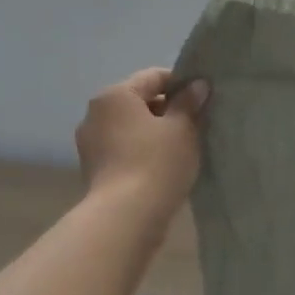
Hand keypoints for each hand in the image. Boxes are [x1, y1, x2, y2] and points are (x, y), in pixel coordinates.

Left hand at [75, 69, 208, 210]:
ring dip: (156, 132)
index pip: (154, 77)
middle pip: (140, 101)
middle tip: (198, 125)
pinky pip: (124, 149)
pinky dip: (143, 152)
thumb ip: (189, 103)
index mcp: (115, 95)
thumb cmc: (156, 162)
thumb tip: (197, 85)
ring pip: (132, 127)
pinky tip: (164, 166)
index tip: (204, 99)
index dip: (182, 84)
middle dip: (169, 110)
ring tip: (183, 148)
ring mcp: (91, 143)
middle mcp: (96, 114)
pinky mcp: (94, 169)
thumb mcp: (182, 129)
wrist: (126, 217)